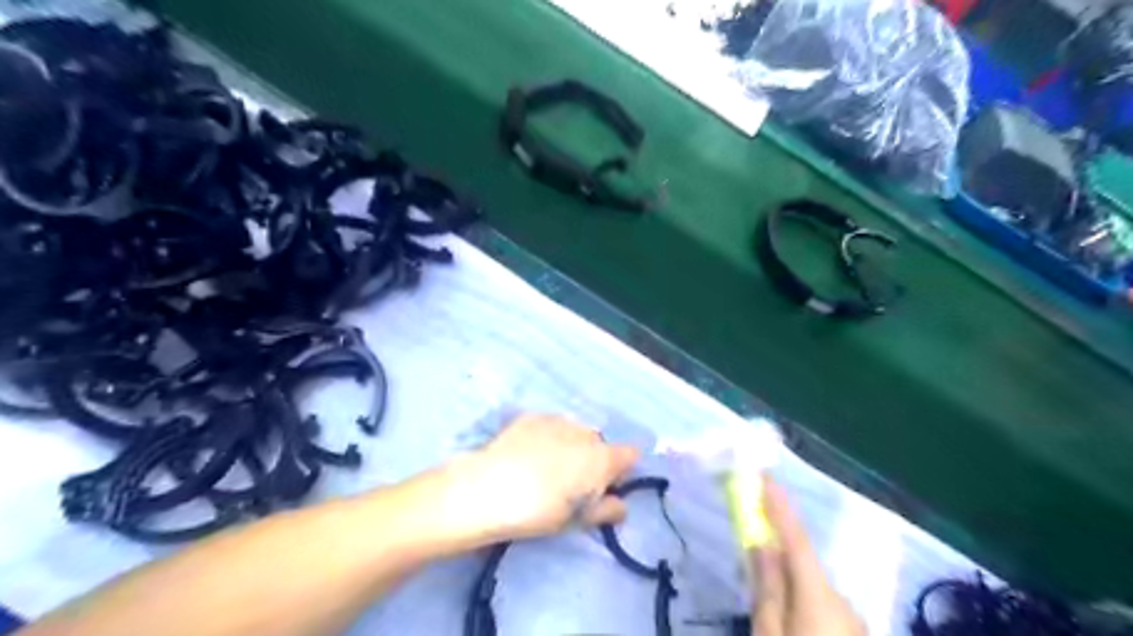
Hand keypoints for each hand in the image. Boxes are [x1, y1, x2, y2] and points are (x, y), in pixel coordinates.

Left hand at [456, 414, 639, 543]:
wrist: (488, 489)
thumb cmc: (538, 512)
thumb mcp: (577, 520)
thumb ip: (606, 510)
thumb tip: (621, 505)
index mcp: (602, 458)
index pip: (630, 454)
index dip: (622, 470)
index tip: (607, 486)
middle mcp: (585, 432)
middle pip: (600, 444)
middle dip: (593, 459)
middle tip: (572, 483)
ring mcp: (558, 420)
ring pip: (575, 432)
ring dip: (570, 446)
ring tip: (546, 468)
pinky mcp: (532, 416)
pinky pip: (551, 426)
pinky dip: (547, 437)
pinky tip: (528, 455)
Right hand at [749, 482, 869, 635]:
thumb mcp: (769, 635)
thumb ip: (767, 587)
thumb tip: (761, 542)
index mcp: (817, 595)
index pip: (795, 538)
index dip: (779, 506)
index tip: (764, 476)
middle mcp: (842, 601)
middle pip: (804, 564)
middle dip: (778, 551)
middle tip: (751, 545)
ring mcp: (854, 622)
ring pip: (814, 589)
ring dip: (790, 584)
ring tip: (769, 608)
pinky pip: (825, 609)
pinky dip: (804, 605)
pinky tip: (793, 625)